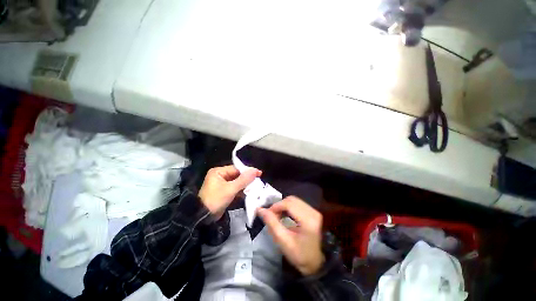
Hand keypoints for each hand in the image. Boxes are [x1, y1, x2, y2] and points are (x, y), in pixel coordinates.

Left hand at [199, 165, 260, 219]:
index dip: (248, 171)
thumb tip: (255, 170)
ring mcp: (221, 184)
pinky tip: (248, 193)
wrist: (203, 218)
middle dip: (247, 179)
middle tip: (258, 181)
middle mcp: (220, 176)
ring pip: (237, 182)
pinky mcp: (224, 192)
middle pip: (237, 175)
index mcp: (219, 172)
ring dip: (245, 186)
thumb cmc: (216, 200)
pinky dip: (241, 191)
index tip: (259, 173)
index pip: (236, 169)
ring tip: (255, 188)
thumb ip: (243, 180)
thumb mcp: (230, 189)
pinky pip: (234, 189)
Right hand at [257, 196, 324, 275]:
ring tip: (277, 216)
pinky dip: (288, 207)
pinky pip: (297, 203)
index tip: (267, 214)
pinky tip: (284, 215)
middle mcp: (313, 212)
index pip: (289, 204)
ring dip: (283, 206)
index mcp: (308, 220)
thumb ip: (271, 223)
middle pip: (291, 200)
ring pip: (294, 200)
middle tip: (272, 215)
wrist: (315, 263)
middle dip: (279, 205)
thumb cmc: (299, 255)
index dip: (276, 206)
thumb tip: (260, 209)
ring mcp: (314, 211)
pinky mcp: (312, 211)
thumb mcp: (283, 241)